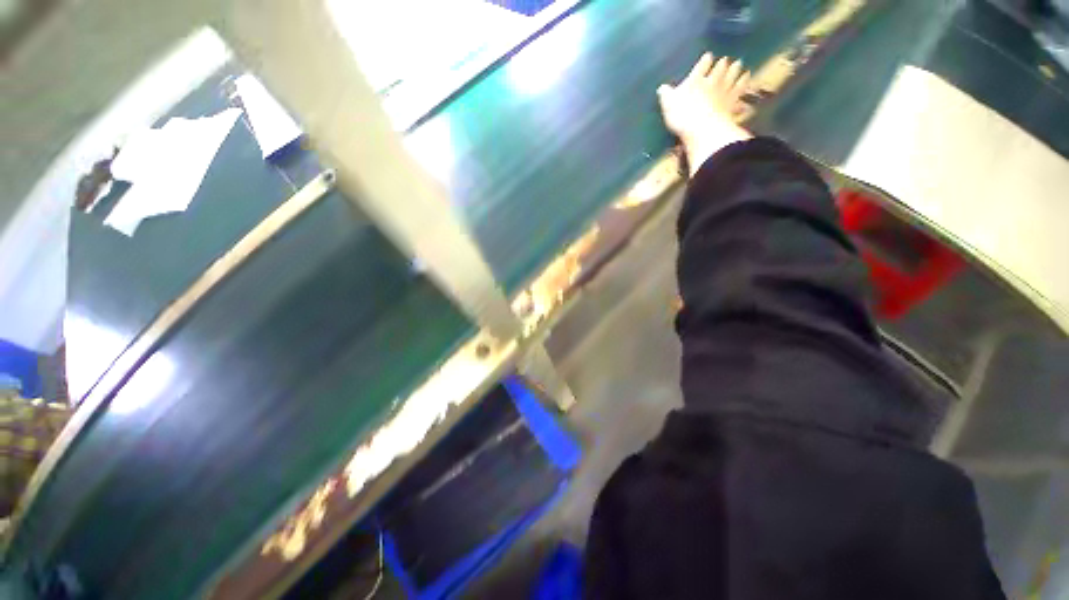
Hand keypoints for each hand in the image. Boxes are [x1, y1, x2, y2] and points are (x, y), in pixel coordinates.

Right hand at [658, 53, 752, 174]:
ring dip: (738, 74)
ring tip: (743, 70)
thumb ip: (666, 95)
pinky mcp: (732, 107)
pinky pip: (740, 99)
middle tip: (728, 60)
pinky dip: (744, 97)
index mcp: (697, 79)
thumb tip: (662, 88)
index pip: (703, 65)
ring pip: (734, 80)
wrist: (702, 128)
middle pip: (721, 69)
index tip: (708, 56)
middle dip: (724, 65)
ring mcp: (725, 93)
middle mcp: (713, 82)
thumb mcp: (668, 104)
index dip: (705, 60)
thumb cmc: (682, 115)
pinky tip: (748, 98)